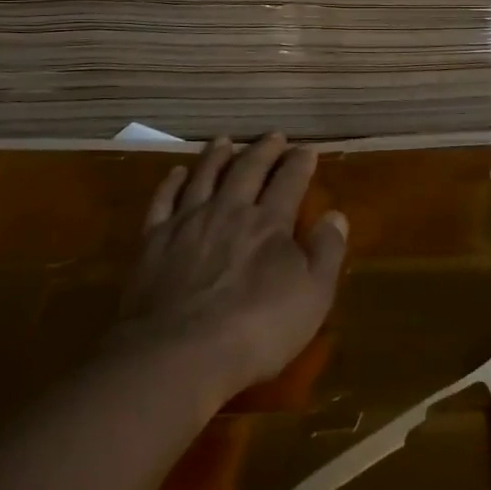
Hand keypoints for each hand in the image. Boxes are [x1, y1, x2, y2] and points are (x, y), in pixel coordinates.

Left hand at [107, 135, 348, 405]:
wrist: (178, 353)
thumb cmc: (256, 329)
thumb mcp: (312, 296)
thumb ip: (326, 252)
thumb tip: (336, 215)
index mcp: (269, 222)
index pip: (289, 181)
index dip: (299, 163)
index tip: (307, 149)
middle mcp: (229, 210)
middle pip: (247, 170)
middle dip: (263, 150)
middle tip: (273, 136)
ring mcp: (188, 222)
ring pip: (205, 176)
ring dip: (217, 156)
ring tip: (225, 140)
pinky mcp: (154, 241)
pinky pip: (164, 200)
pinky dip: (172, 183)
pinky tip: (177, 173)